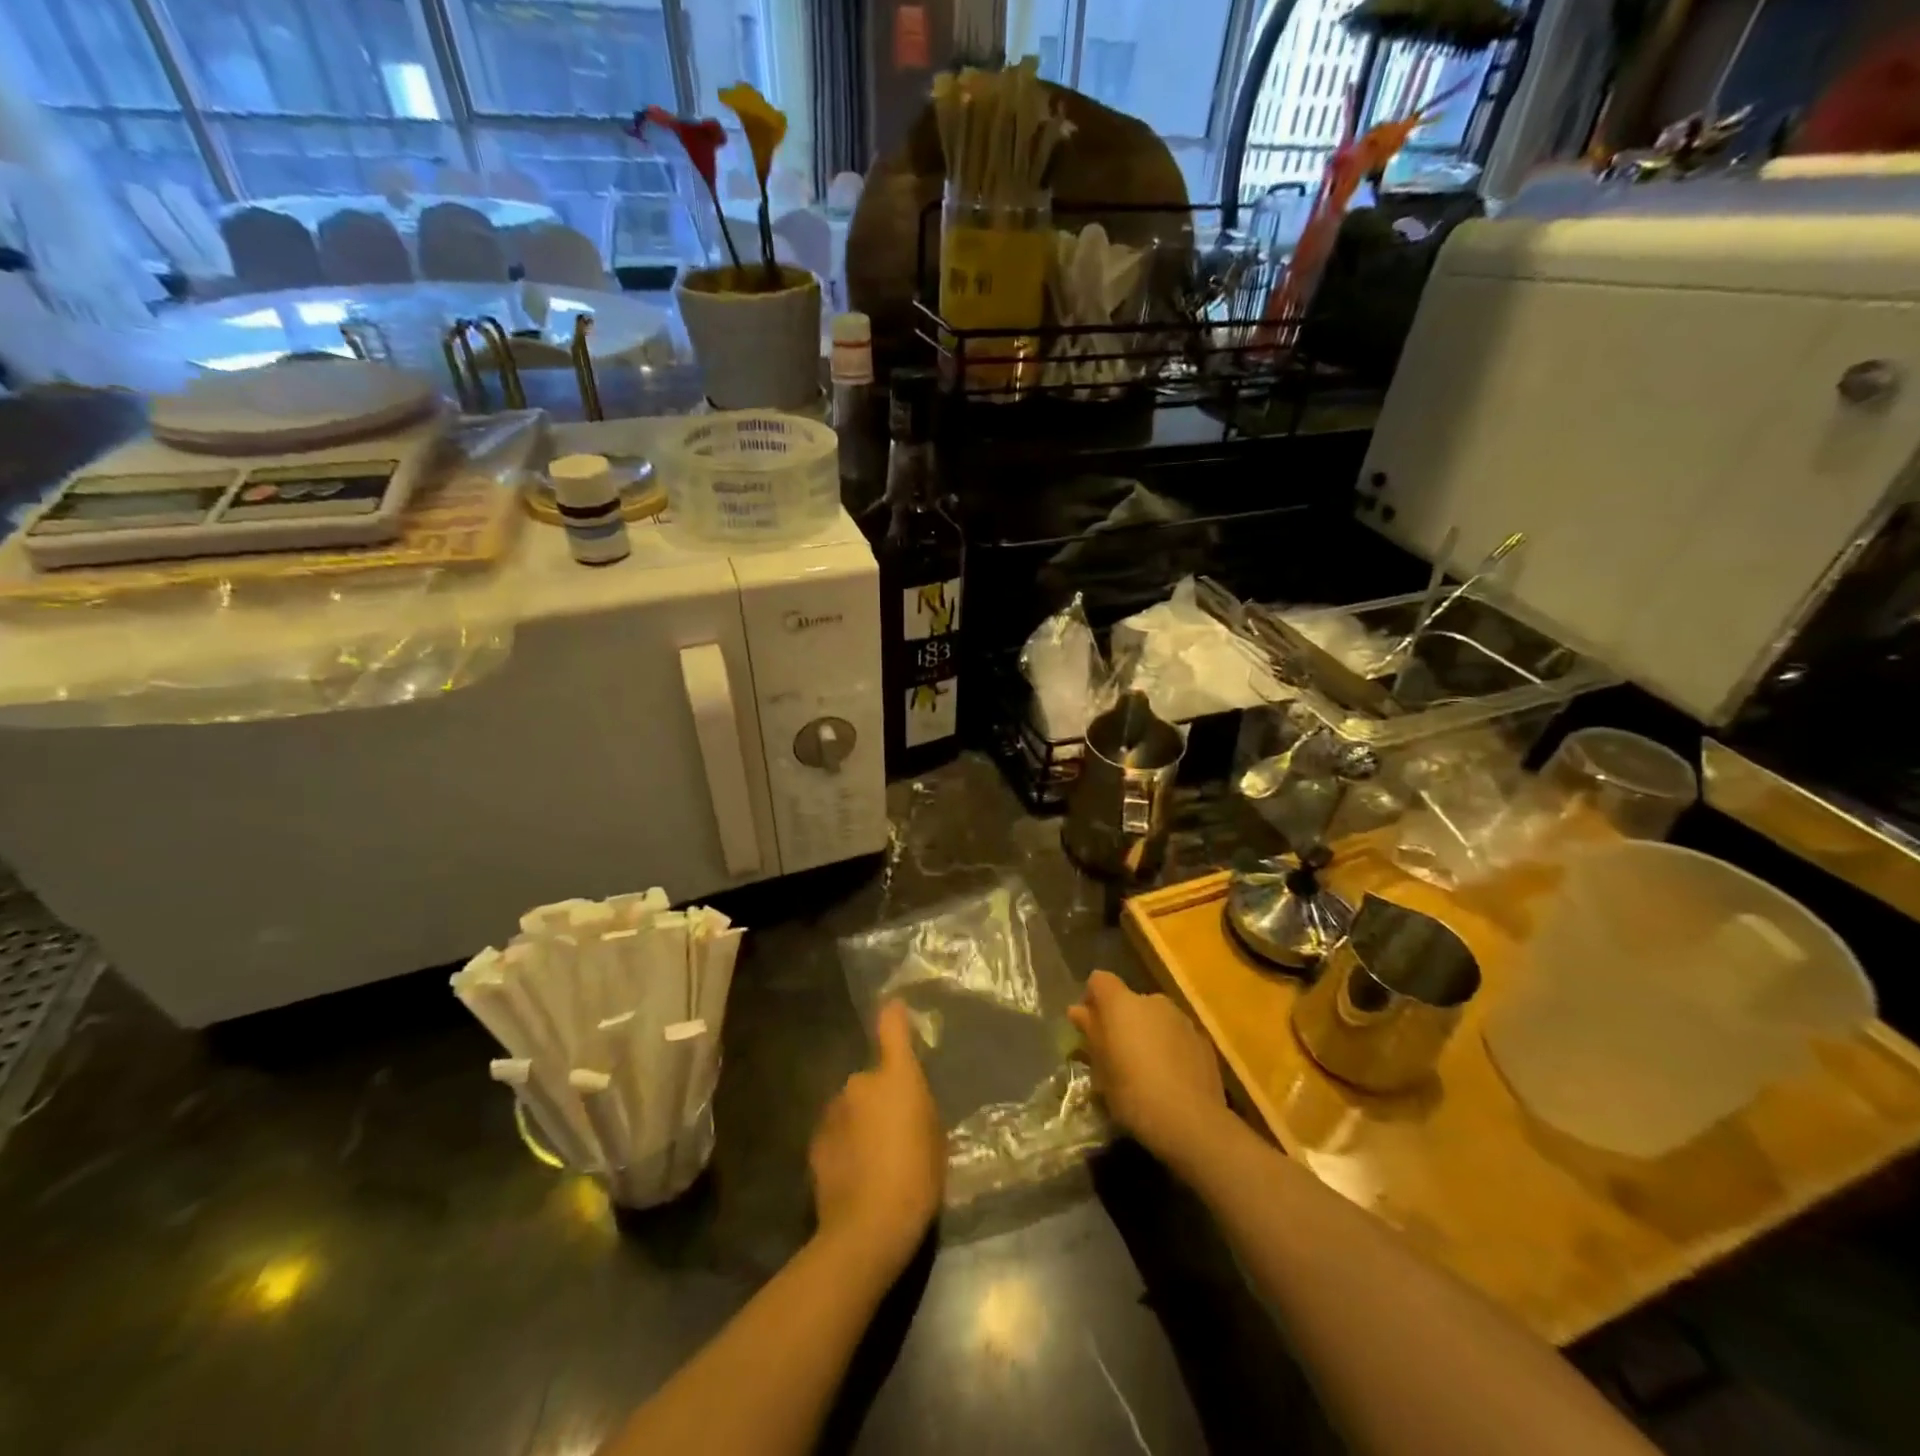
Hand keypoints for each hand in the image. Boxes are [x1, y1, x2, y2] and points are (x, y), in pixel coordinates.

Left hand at [809, 1000, 943, 1270]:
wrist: (869, 1225)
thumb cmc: (917, 1176)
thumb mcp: (935, 1137)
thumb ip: (918, 1106)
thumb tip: (906, 1100)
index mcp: (896, 1075)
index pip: (892, 1027)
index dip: (894, 1016)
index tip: (894, 1007)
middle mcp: (860, 1081)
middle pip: (872, 1079)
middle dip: (880, 1097)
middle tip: (895, 1132)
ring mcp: (833, 1110)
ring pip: (851, 1107)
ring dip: (860, 1122)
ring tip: (873, 1160)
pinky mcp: (815, 1141)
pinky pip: (836, 1133)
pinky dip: (844, 1144)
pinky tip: (854, 1174)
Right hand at [1069, 970, 1227, 1167]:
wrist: (1191, 1121)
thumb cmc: (1133, 1093)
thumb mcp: (1101, 1068)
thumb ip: (1091, 1033)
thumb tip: (1077, 1011)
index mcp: (1122, 1004)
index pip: (1100, 980)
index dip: (1093, 998)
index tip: (1089, 1026)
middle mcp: (1152, 1001)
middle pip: (1130, 1001)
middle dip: (1122, 1021)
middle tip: (1117, 1054)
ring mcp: (1182, 1019)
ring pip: (1156, 1018)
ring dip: (1147, 1034)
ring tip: (1146, 1069)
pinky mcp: (1203, 1040)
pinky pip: (1177, 1035)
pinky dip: (1170, 1048)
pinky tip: (1170, 1079)